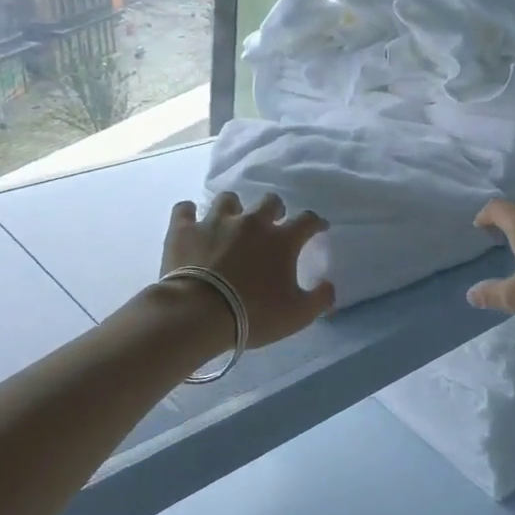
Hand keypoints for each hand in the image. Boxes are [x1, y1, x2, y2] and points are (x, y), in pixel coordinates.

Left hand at [159, 192, 335, 348]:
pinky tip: (191, 221)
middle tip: (272, 224)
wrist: (198, 314)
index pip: (308, 220)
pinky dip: (189, 213)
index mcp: (281, 240)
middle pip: (270, 201)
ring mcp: (216, 222)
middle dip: (275, 209)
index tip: (318, 228)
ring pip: (228, 199)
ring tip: (231, 222)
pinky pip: (185, 209)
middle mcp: (252, 222)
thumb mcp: (297, 315)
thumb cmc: (253, 314)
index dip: (316, 223)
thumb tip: (329, 285)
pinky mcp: (185, 229)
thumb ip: (320, 298)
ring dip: (234, 209)